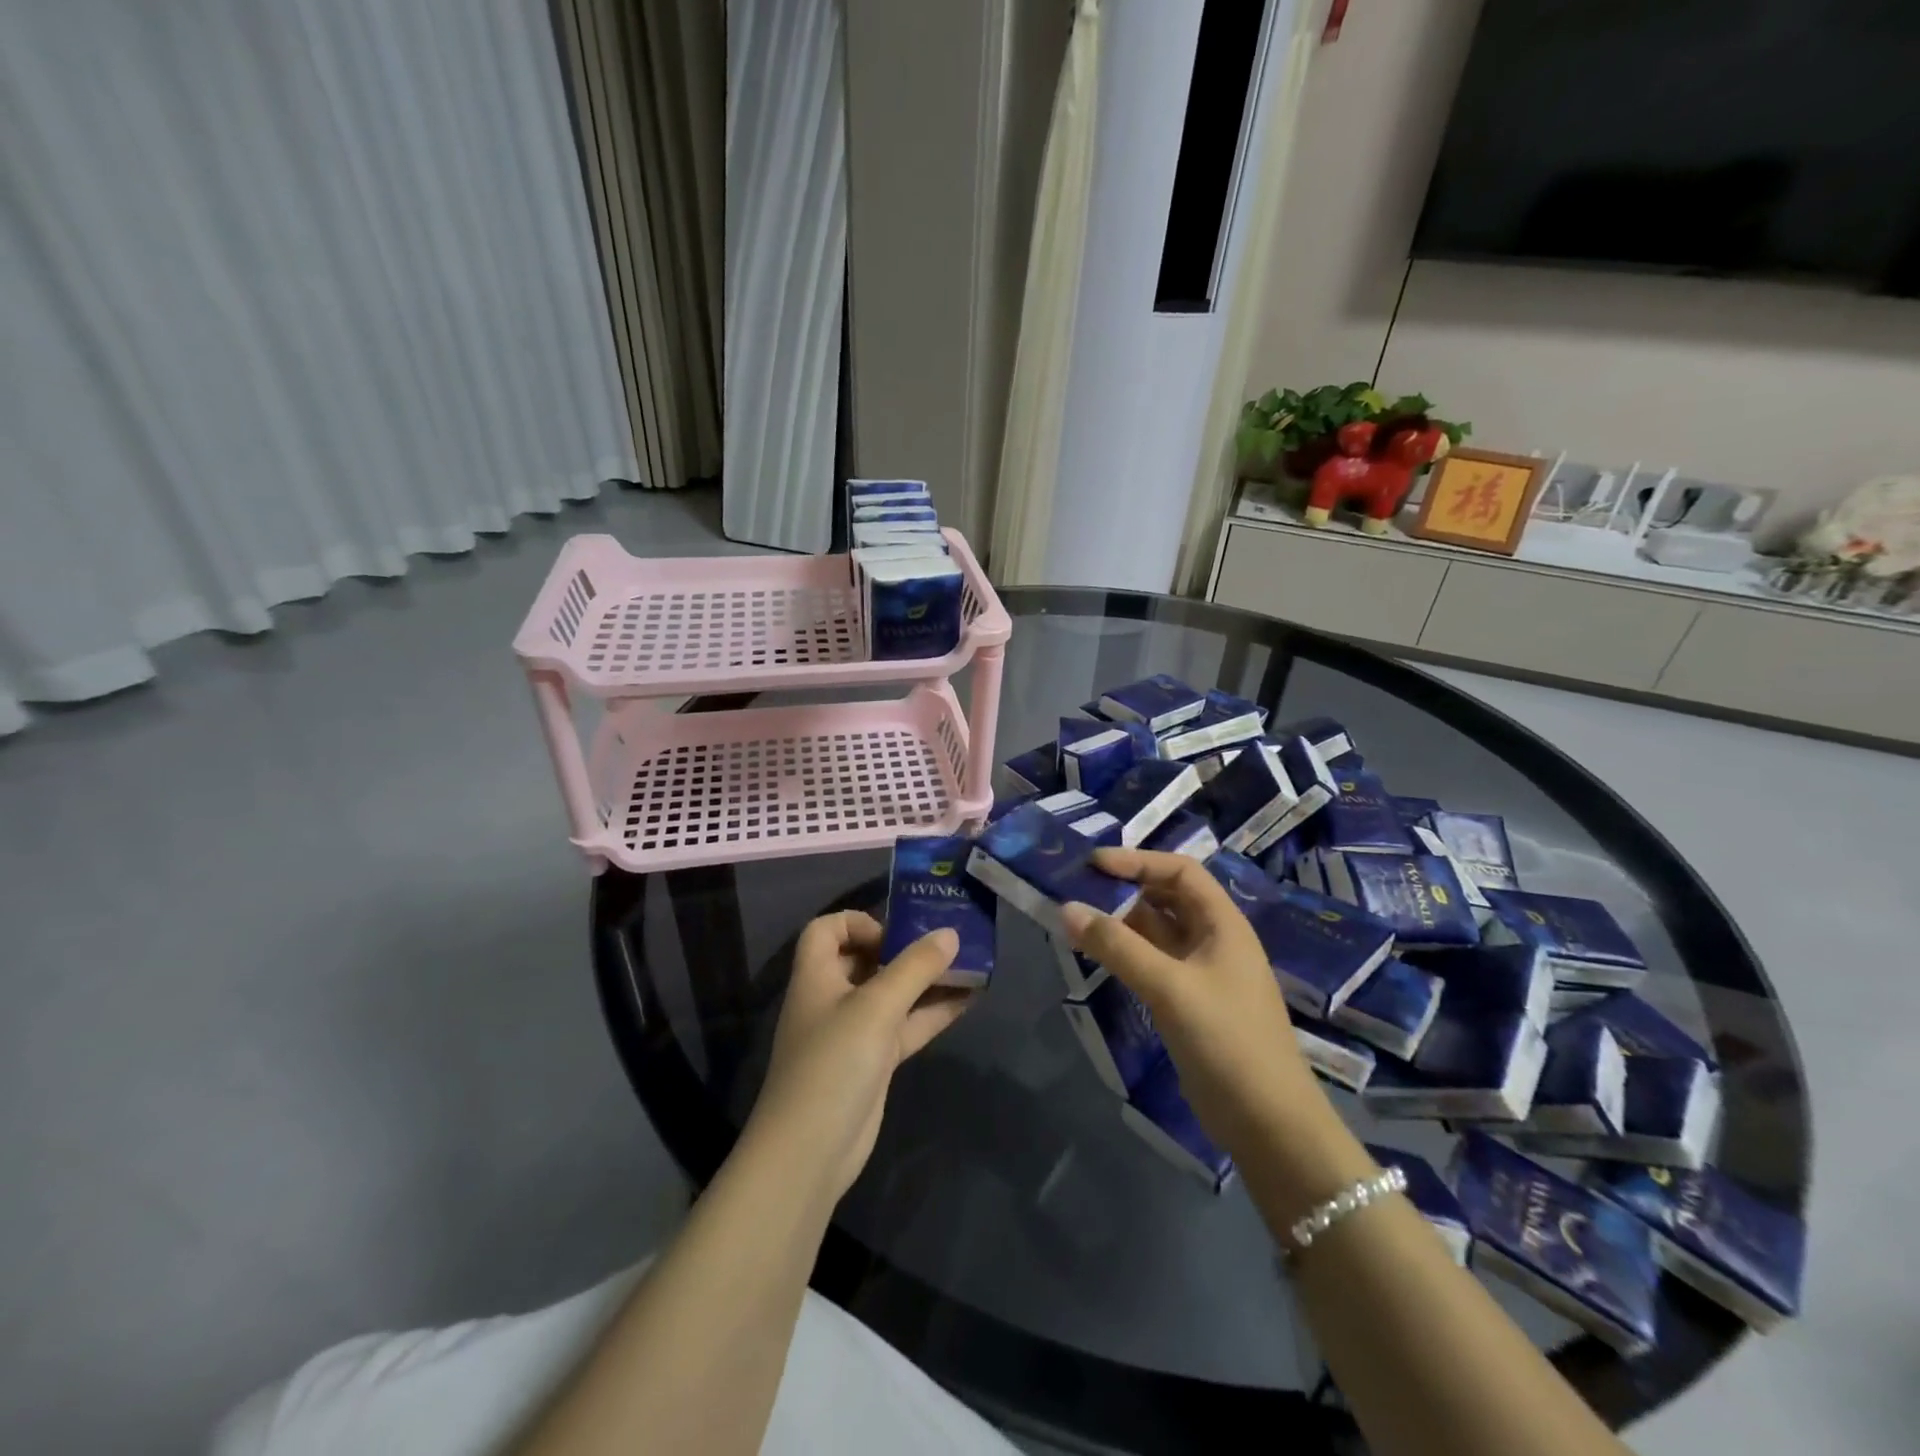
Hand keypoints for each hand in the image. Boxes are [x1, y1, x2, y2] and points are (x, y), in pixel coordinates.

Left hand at [746, 911, 972, 1206]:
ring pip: (892, 994)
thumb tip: (950, 933)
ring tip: (969, 965)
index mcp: (817, 976)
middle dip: (904, 948)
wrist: (810, 1152)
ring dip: (926, 980)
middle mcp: (832, 998)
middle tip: (945, 941)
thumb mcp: (876, 1006)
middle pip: (865, 959)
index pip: (826, 930)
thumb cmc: (834, 1062)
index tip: (895, 932)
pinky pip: (905, 1026)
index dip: (858, 922)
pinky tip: (968, 1001)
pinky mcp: (873, 1062)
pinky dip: (932, 1013)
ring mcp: (853, 1032)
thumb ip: (915, 967)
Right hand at [1061, 849, 1333, 1161]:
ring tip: (1078, 919)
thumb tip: (1066, 908)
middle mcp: (1214, 941)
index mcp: (1223, 924)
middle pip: (1167, 898)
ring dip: (1122, 923)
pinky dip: (1127, 954)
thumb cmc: (1226, 1041)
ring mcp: (1202, 974)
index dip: (1138, 861)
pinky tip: (1098, 956)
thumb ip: (1117, 947)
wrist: (1268, 1124)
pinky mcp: (1190, 1004)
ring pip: (1158, 932)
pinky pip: (1154, 963)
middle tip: (1078, 889)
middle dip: (1125, 889)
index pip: (1180, 871)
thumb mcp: (1169, 987)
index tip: (1094, 864)